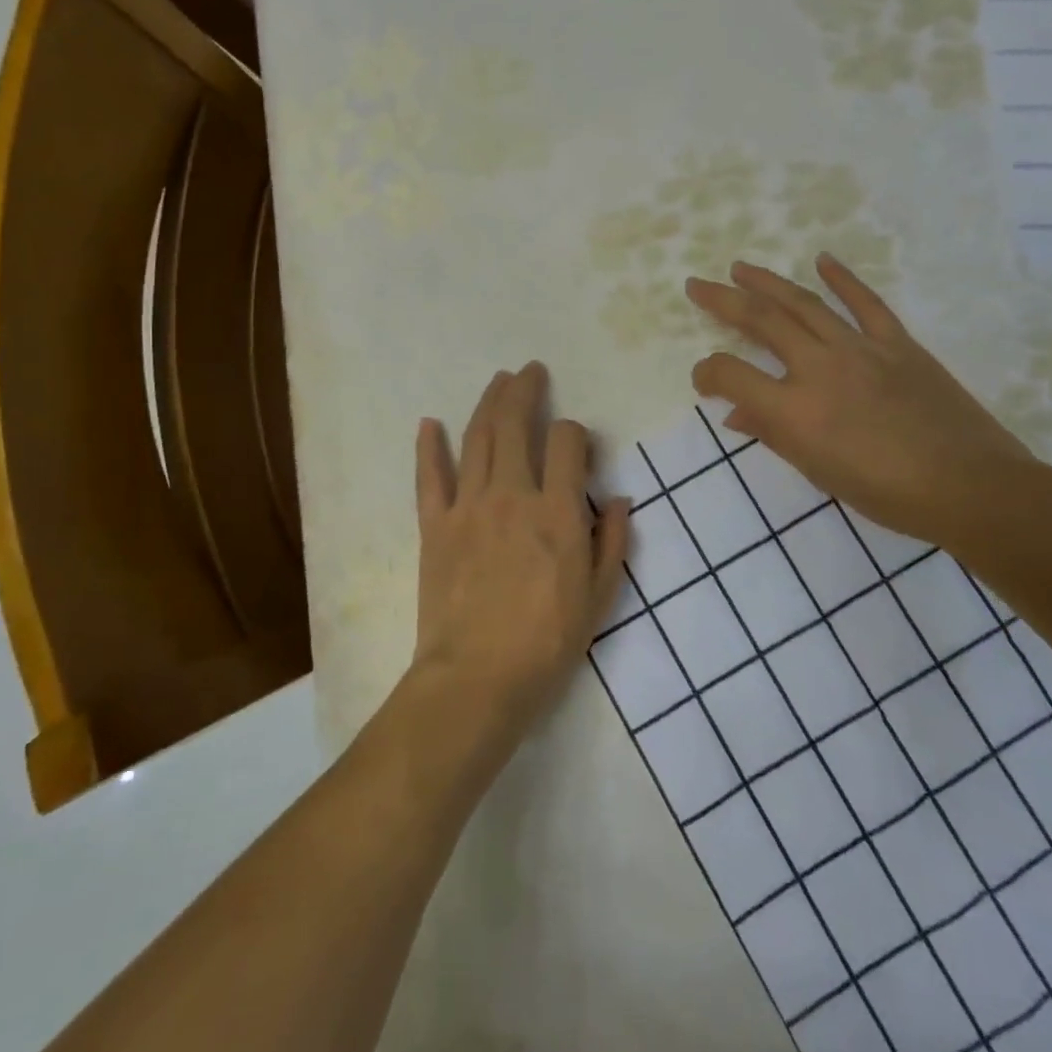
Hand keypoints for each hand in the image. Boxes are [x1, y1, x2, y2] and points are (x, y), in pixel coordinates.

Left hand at [410, 363, 630, 743]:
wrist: (476, 679)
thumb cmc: (546, 643)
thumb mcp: (598, 599)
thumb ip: (613, 543)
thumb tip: (622, 500)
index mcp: (558, 512)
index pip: (568, 443)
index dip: (575, 433)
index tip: (577, 443)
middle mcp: (512, 495)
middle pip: (515, 425)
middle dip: (525, 391)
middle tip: (529, 371)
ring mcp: (468, 507)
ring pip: (477, 439)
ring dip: (488, 403)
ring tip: (498, 380)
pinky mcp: (435, 525)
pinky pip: (429, 477)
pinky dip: (429, 448)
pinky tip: (430, 423)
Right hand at [685, 256, 1035, 549]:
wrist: (969, 486)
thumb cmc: (886, 493)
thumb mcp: (817, 472)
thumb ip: (773, 434)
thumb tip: (736, 412)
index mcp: (794, 410)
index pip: (731, 375)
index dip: (707, 372)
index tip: (703, 379)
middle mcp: (819, 368)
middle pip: (761, 321)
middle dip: (722, 300)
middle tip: (697, 285)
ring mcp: (860, 349)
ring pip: (804, 303)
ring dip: (768, 281)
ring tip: (741, 268)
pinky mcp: (897, 343)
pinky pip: (866, 303)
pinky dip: (843, 279)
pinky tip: (822, 259)